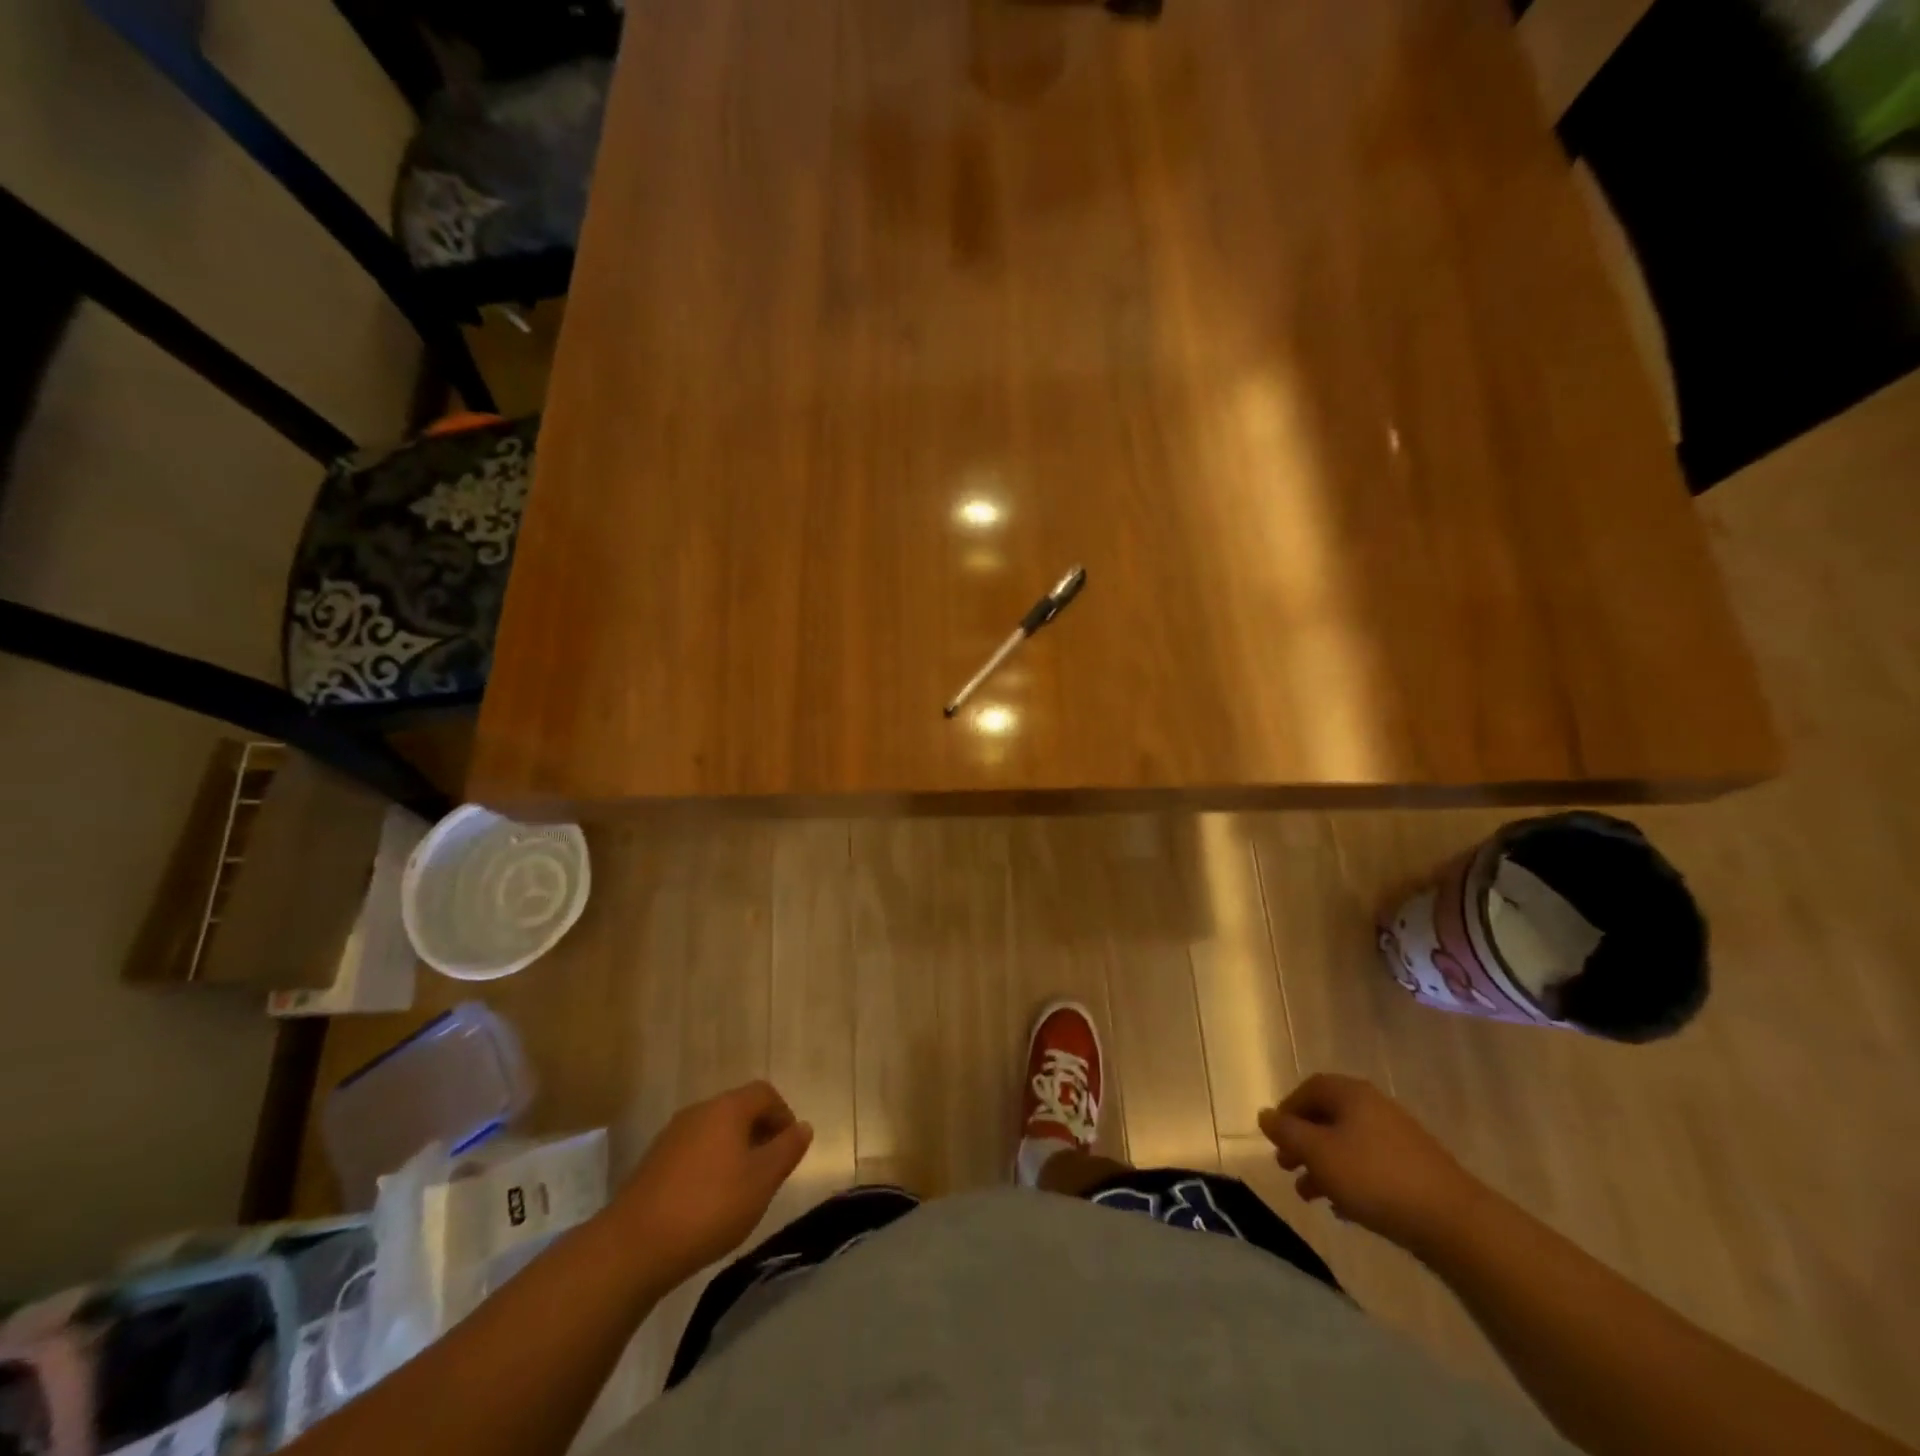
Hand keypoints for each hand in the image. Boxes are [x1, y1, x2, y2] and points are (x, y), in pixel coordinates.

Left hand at [612, 1081, 813, 1289]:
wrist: (633, 1247)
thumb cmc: (709, 1207)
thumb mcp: (761, 1181)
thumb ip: (786, 1150)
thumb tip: (804, 1126)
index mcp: (727, 1108)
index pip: (764, 1093)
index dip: (783, 1115)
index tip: (790, 1148)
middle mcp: (698, 1111)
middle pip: (738, 1109)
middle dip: (760, 1133)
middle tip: (770, 1170)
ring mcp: (671, 1136)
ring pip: (715, 1131)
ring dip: (734, 1150)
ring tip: (743, 1188)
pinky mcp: (653, 1163)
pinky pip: (694, 1151)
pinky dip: (710, 1165)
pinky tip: (710, 1201)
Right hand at [1258, 1073, 1483, 1253]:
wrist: (1452, 1221)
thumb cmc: (1374, 1177)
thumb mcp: (1318, 1153)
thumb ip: (1287, 1132)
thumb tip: (1265, 1115)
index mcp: (1351, 1094)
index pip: (1309, 1089)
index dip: (1287, 1110)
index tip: (1274, 1138)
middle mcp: (1374, 1107)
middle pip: (1328, 1117)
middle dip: (1303, 1142)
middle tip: (1287, 1167)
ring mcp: (1398, 1138)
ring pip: (1348, 1145)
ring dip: (1324, 1166)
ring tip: (1309, 1196)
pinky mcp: (1415, 1169)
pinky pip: (1370, 1166)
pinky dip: (1350, 1181)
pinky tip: (1343, 1210)